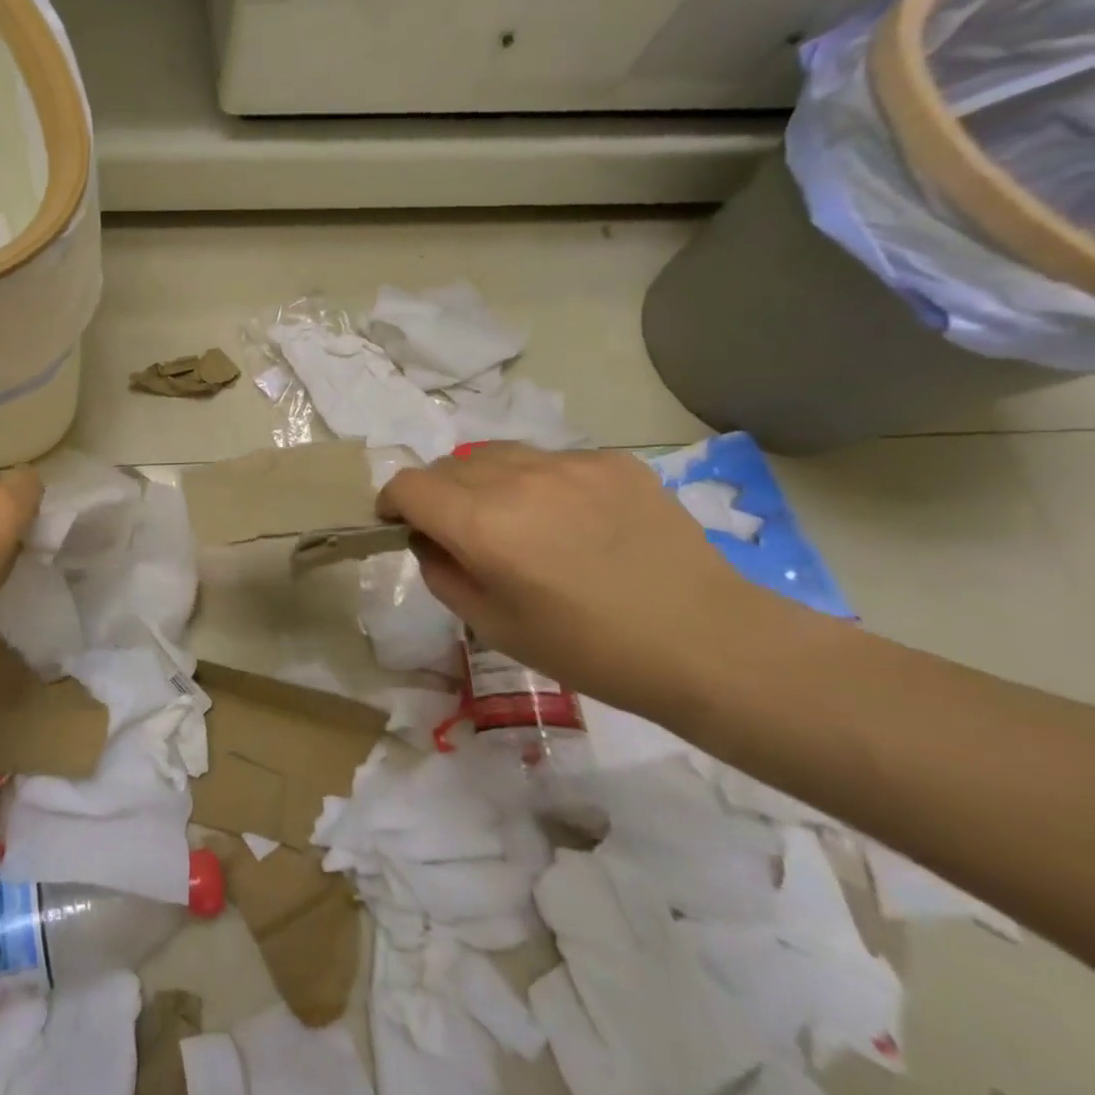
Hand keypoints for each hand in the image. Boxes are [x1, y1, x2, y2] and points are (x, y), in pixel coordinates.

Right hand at [377, 443, 758, 718]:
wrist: (709, 643)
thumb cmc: (590, 649)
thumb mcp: (493, 626)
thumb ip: (441, 572)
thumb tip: (428, 538)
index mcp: (480, 524)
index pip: (407, 485)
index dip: (393, 503)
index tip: (400, 523)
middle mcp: (515, 478)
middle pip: (447, 466)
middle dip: (438, 495)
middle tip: (464, 534)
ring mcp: (567, 463)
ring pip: (496, 454)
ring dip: (485, 481)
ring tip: (517, 521)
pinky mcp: (611, 460)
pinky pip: (551, 461)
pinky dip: (541, 483)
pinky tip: (576, 521)